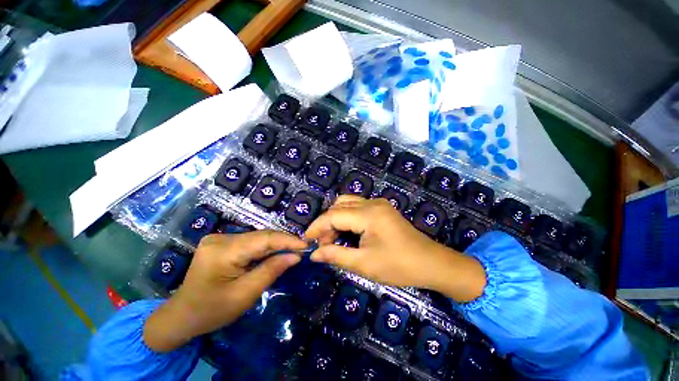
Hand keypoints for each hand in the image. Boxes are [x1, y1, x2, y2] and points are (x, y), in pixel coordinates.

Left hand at [144, 230, 305, 351]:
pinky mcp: (220, 242)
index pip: (263, 239)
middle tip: (301, 249)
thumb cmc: (212, 311)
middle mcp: (220, 238)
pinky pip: (249, 241)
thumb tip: (295, 256)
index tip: (306, 245)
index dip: (287, 240)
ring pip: (256, 237)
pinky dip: (263, 247)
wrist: (181, 316)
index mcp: (223, 251)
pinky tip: (273, 252)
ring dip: (274, 244)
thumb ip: (272, 271)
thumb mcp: (245, 295)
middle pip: (260, 236)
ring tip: (291, 250)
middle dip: (282, 242)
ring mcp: (218, 238)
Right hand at [305, 196, 485, 301]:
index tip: (306, 240)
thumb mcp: (364, 264)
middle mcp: (372, 203)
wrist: (431, 263)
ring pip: (347, 203)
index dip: (317, 227)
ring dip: (336, 219)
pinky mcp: (382, 208)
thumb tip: (314, 254)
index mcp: (368, 214)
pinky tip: (347, 232)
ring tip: (333, 239)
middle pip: (339, 206)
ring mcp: (378, 203)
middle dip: (326, 223)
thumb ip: (336, 255)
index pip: (333, 215)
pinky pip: (357, 207)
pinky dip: (347, 217)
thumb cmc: (398, 266)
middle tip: (323, 244)